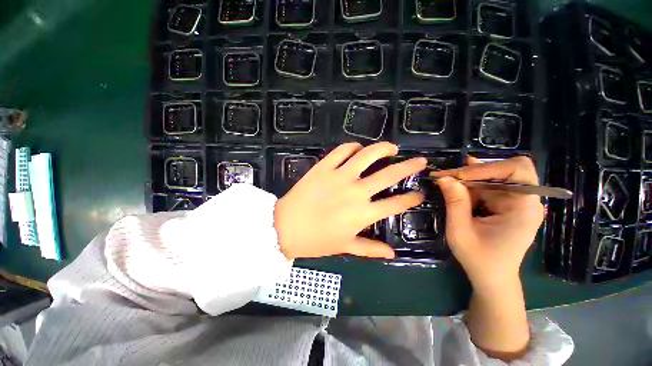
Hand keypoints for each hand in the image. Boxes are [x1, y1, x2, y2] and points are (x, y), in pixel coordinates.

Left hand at [275, 142, 426, 259]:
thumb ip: (370, 249)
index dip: (412, 198)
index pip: (396, 204)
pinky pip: (341, 151)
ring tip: (390, 148)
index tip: (420, 193)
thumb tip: (392, 254)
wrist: (285, 227)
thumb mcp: (345, 247)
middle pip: (389, 175)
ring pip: (367, 155)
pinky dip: (352, 147)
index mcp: (363, 214)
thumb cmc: (316, 241)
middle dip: (409, 166)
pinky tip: (357, 148)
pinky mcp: (323, 167)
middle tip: (420, 161)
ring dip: (382, 149)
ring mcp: (339, 176)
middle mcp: (356, 191)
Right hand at [431, 156, 543, 290]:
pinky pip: (489, 186)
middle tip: (447, 176)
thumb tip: (444, 178)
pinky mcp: (507, 204)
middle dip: (475, 171)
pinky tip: (456, 184)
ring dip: (469, 177)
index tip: (457, 176)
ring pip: (494, 176)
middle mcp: (526, 201)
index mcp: (524, 208)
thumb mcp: (460, 231)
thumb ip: (455, 203)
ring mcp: (517, 202)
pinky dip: (471, 184)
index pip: (516, 170)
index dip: (486, 168)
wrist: (492, 277)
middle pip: (505, 170)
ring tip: (445, 179)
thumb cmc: (479, 259)